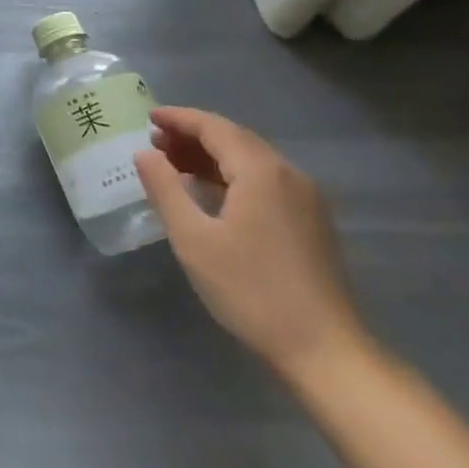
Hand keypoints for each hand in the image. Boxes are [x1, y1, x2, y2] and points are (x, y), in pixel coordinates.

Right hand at [134, 107, 366, 381]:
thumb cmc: (251, 290)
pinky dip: (232, 176)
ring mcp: (305, 198)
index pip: (214, 127)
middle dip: (193, 136)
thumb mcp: (193, 239)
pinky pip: (265, 181)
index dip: (179, 118)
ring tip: (174, 165)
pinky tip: (211, 193)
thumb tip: (144, 153)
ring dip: (212, 157)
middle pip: (235, 139)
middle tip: (155, 143)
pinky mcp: (311, 221)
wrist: (324, 350)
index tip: (148, 117)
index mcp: (261, 171)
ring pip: (251, 160)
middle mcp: (288, 174)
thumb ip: (165, 189)